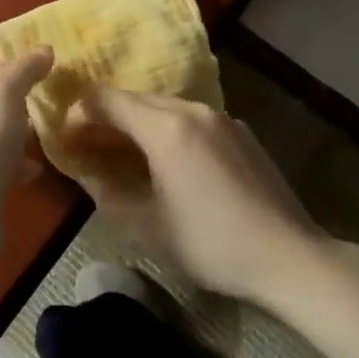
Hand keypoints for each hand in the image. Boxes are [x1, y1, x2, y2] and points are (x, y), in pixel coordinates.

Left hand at [0, 48, 54, 274]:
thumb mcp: (3, 93)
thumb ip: (24, 69)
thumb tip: (45, 49)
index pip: (3, 65)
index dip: (31, 63)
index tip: (68, 66)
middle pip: (5, 100)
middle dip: (35, 99)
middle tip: (75, 100)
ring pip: (8, 134)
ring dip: (32, 134)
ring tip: (67, 133)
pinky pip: (10, 167)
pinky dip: (27, 166)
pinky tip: (47, 170)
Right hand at [64, 87, 328, 304]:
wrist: (291, 258)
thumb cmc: (212, 243)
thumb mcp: (148, 227)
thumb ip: (109, 194)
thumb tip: (90, 176)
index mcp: (164, 127)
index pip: (106, 100)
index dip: (79, 114)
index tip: (67, 140)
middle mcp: (191, 109)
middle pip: (134, 99)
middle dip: (106, 119)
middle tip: (89, 148)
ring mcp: (220, 117)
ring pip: (163, 108)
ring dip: (137, 124)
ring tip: (125, 156)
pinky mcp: (240, 132)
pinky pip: (191, 120)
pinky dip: (168, 131)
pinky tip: (170, 164)